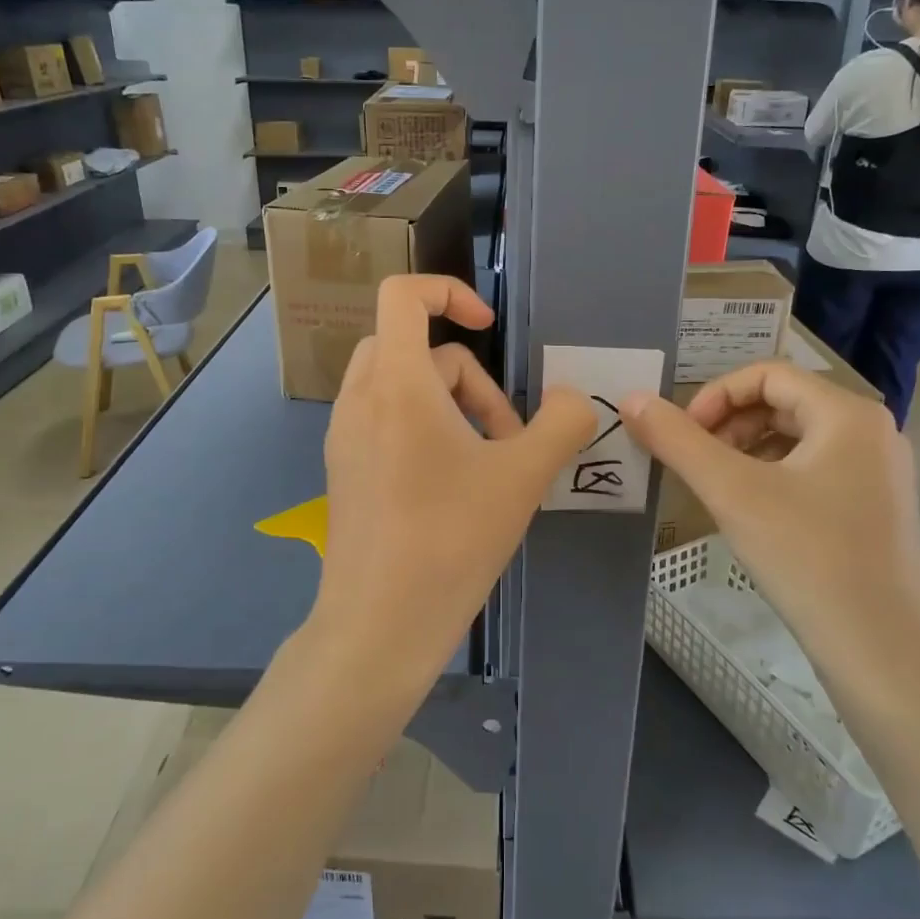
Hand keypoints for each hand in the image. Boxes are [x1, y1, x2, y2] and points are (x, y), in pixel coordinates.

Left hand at [310, 275, 595, 695]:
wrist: (378, 626)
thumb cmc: (451, 540)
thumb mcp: (523, 477)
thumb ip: (563, 423)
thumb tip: (575, 400)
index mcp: (396, 384)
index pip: (403, 294)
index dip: (450, 292)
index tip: (491, 329)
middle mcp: (360, 399)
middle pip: (413, 347)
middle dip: (469, 378)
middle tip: (505, 433)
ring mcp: (345, 436)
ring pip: (402, 388)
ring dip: (451, 409)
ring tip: (487, 468)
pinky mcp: (345, 469)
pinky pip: (386, 422)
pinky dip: (424, 432)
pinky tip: (453, 490)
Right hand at [624, 361, 919, 707]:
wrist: (882, 654)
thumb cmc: (807, 558)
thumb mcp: (731, 492)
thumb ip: (677, 440)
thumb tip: (631, 398)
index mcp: (848, 414)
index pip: (767, 374)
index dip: (715, 395)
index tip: (684, 435)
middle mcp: (873, 433)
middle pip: (783, 403)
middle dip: (729, 425)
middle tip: (695, 461)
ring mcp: (880, 474)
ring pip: (797, 439)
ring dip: (747, 450)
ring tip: (717, 487)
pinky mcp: (877, 510)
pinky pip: (815, 470)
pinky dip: (773, 477)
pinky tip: (752, 514)